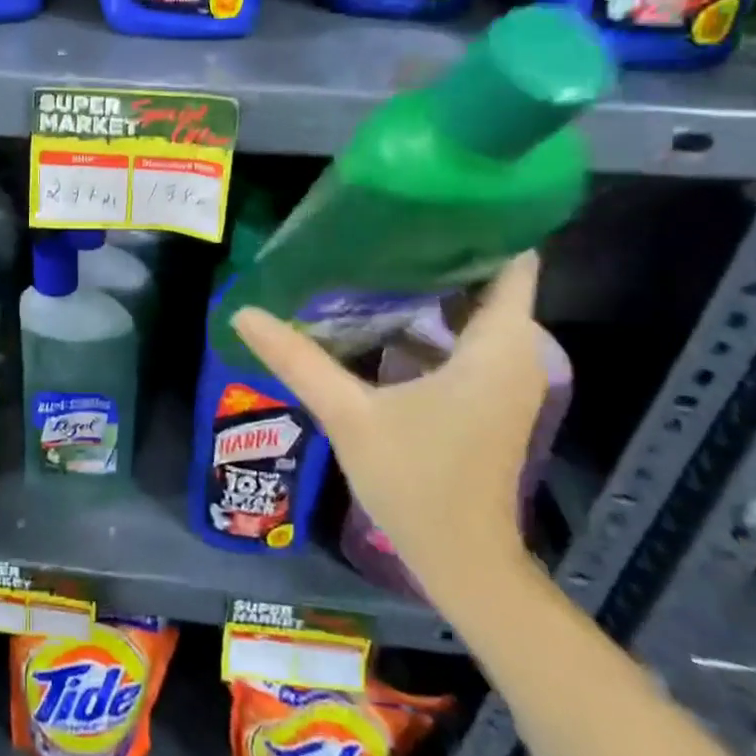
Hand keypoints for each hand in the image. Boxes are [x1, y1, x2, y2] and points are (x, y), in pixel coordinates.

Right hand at [231, 254, 547, 606]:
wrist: (462, 562)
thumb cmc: (416, 482)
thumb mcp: (348, 414)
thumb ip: (297, 359)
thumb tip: (242, 311)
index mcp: (496, 347)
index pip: (513, 260)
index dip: (480, 222)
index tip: (427, 194)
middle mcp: (512, 354)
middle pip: (487, 279)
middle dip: (437, 248)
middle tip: (377, 222)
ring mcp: (502, 378)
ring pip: (472, 311)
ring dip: (428, 286)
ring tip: (369, 256)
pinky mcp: (486, 398)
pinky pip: (462, 340)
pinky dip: (428, 322)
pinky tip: (375, 315)